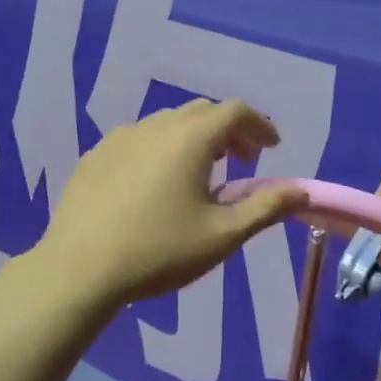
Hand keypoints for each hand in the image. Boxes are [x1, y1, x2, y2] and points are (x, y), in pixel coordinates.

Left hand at [35, 100, 309, 310]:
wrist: (79, 269)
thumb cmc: (159, 251)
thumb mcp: (222, 235)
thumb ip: (265, 207)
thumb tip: (301, 191)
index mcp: (190, 138)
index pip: (235, 111)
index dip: (260, 126)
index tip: (271, 149)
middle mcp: (155, 126)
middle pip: (202, 112)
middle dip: (229, 130)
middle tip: (241, 161)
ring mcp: (120, 138)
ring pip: (168, 124)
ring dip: (194, 138)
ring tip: (200, 174)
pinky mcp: (95, 156)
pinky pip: (138, 140)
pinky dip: (160, 149)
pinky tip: (154, 185)